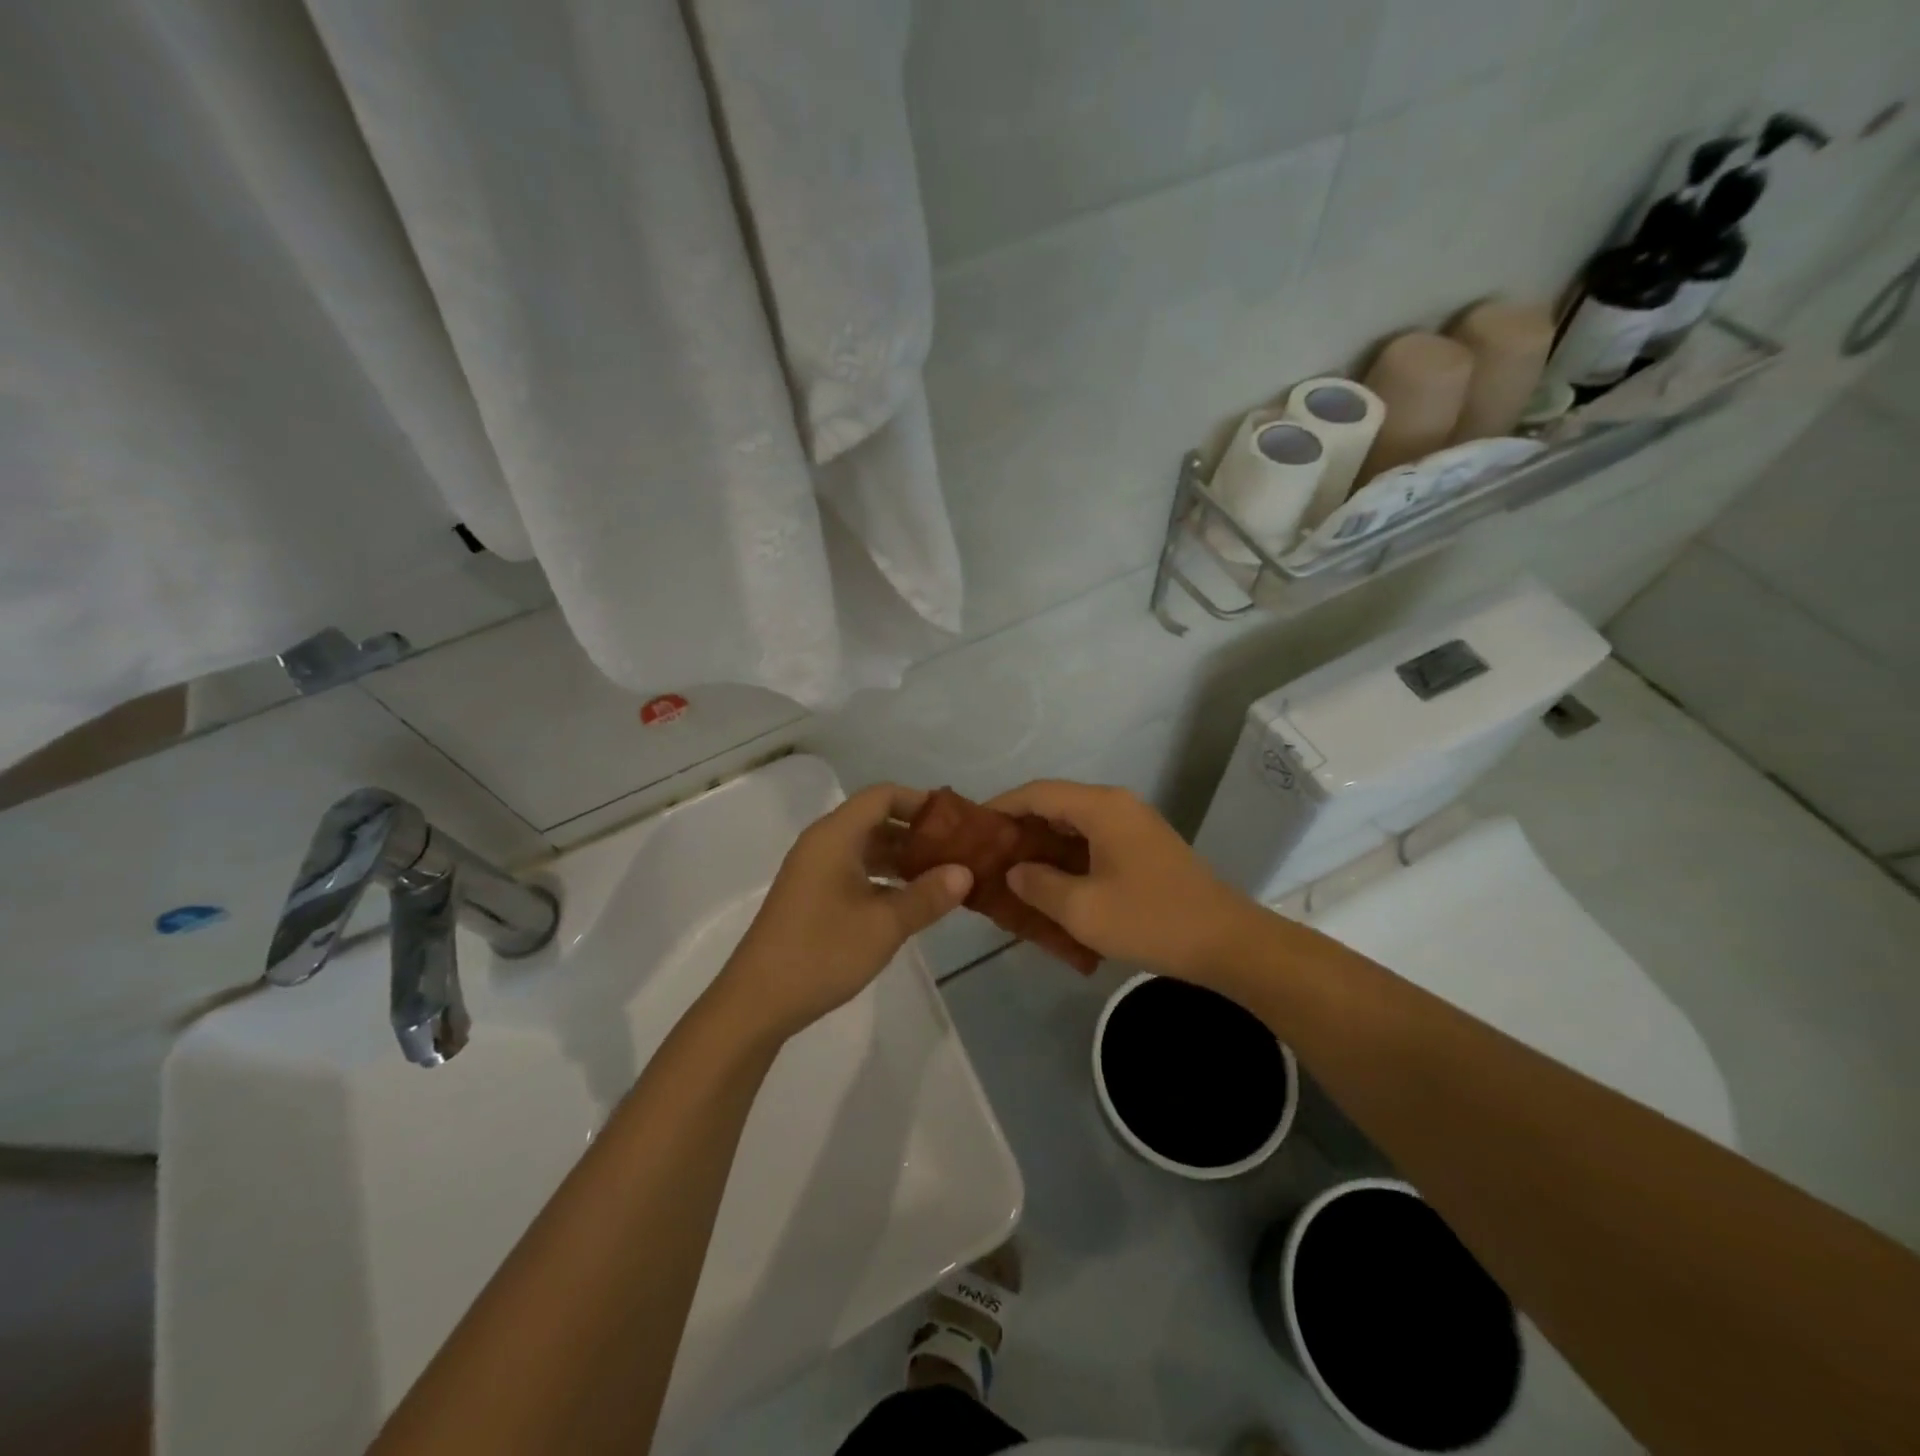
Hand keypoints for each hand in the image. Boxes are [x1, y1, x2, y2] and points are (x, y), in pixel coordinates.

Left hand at [718, 785, 971, 1040]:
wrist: (757, 1002)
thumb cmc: (822, 952)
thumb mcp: (885, 925)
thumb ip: (927, 895)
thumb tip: (965, 872)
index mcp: (835, 836)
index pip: (882, 796)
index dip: (919, 801)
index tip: (955, 821)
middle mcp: (822, 844)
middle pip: (874, 819)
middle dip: (915, 832)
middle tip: (956, 851)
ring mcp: (814, 871)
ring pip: (865, 848)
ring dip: (901, 858)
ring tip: (941, 876)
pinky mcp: (811, 897)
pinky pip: (854, 871)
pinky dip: (883, 878)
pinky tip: (909, 901)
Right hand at [986, 781, 1257, 983]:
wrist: (1227, 942)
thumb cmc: (1151, 920)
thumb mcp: (1083, 910)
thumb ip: (1039, 886)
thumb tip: (1015, 871)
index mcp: (1102, 807)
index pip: (1038, 793)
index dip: (1001, 806)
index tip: (972, 828)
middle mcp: (1117, 805)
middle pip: (1056, 804)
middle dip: (1020, 827)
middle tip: (988, 855)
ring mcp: (1134, 825)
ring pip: (1075, 824)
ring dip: (1044, 844)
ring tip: (1012, 871)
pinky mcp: (1144, 847)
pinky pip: (1094, 840)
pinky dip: (1068, 856)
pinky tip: (1052, 884)